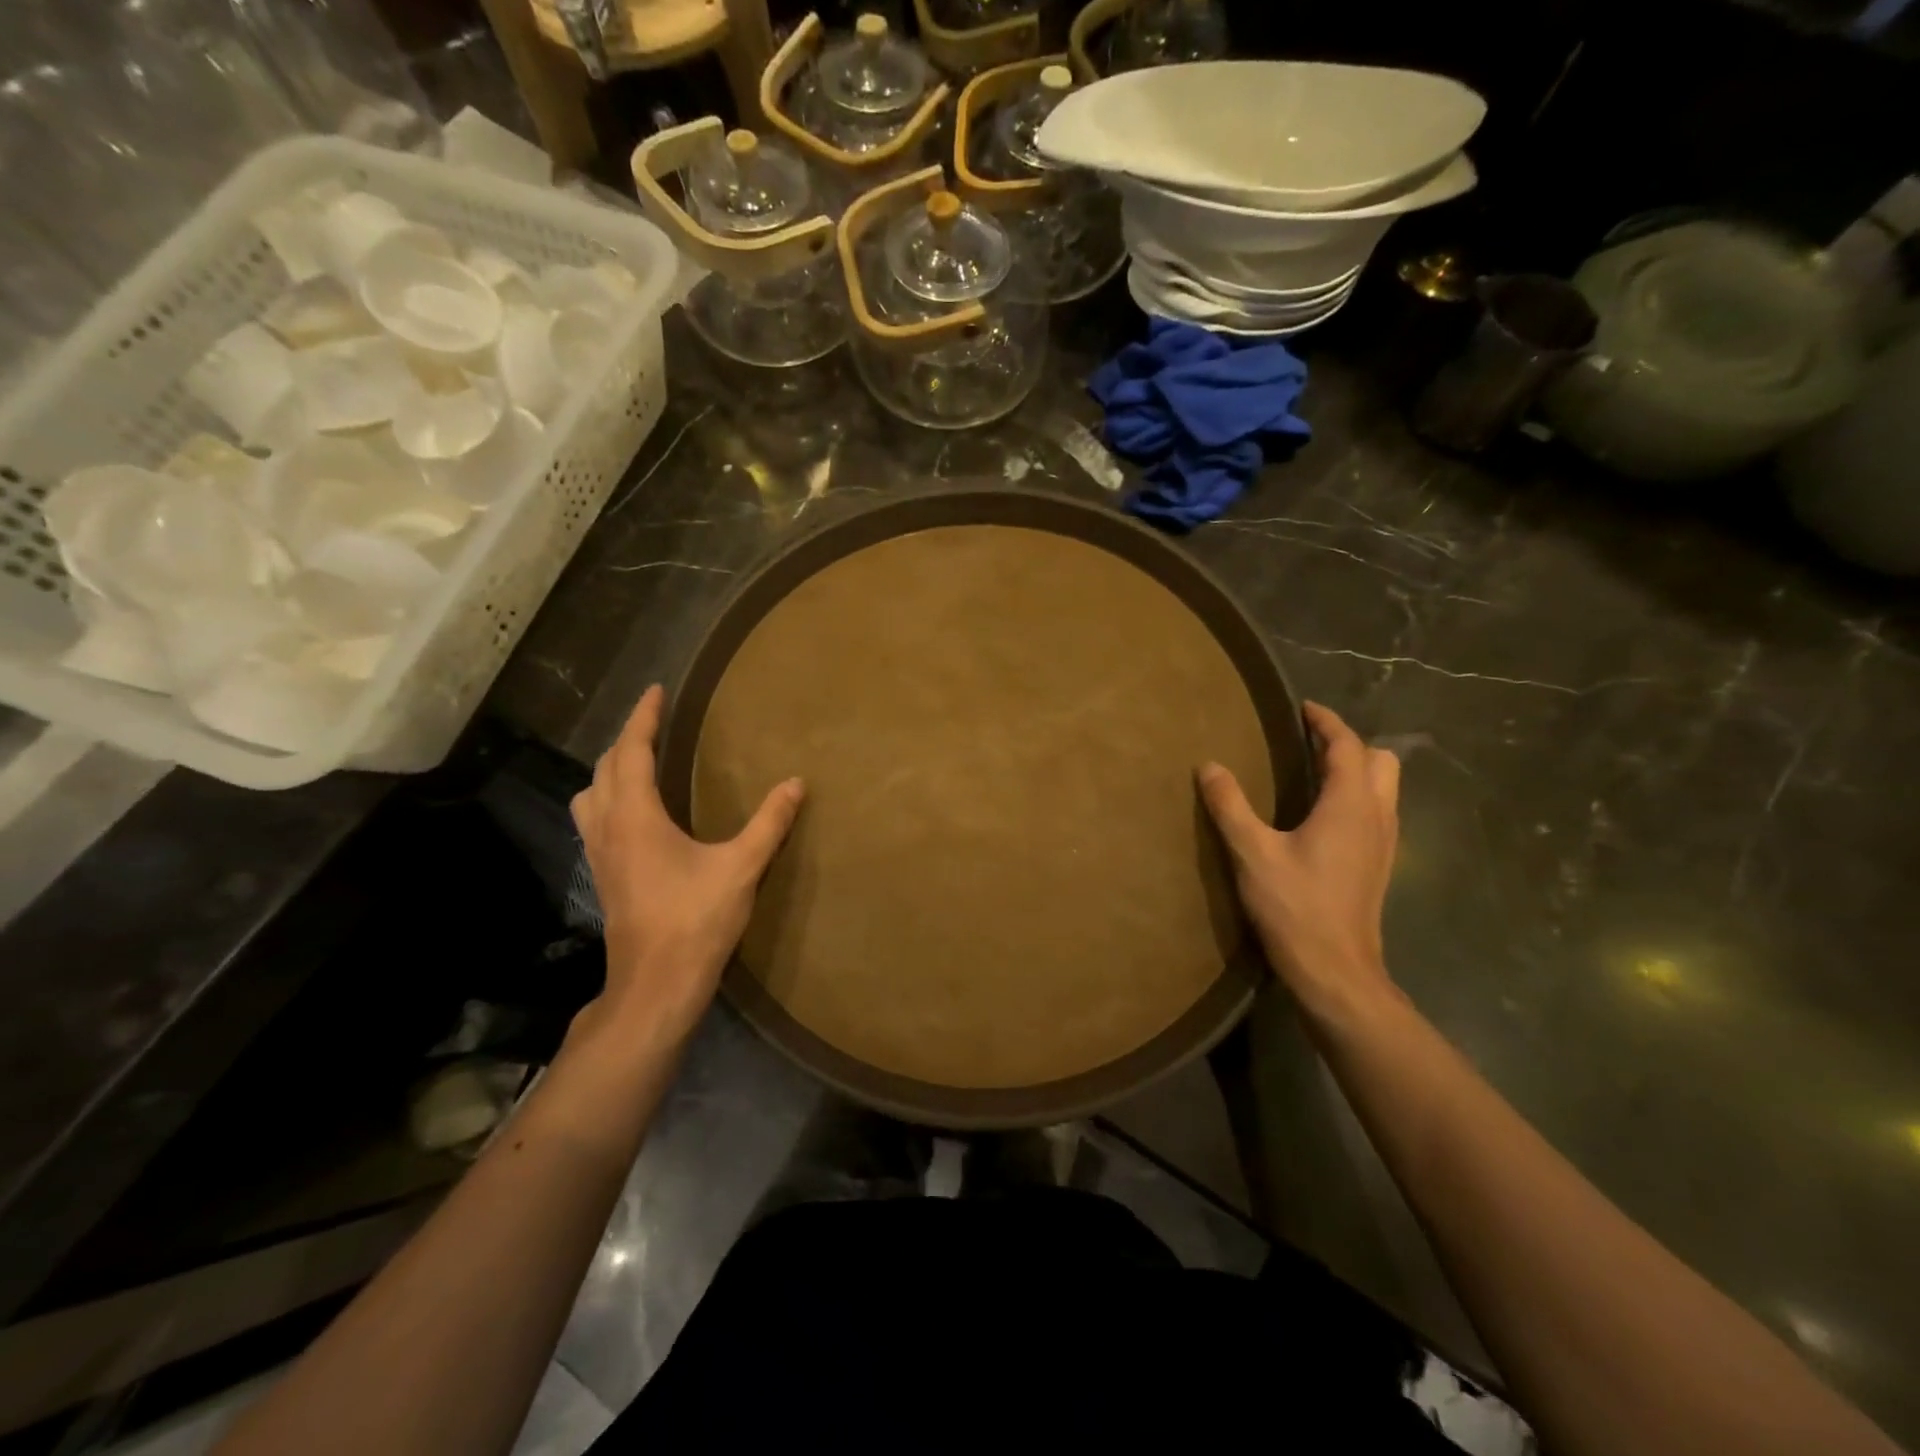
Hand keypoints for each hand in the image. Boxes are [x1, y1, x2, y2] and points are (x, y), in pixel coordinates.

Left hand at [570, 685, 804, 1038]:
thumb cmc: (696, 920)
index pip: (632, 752)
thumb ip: (769, 822)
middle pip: (604, 769)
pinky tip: (635, 814)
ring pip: (590, 796)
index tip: (656, 691)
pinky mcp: (603, 876)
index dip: (643, 718)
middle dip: (627, 740)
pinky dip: (609, 799)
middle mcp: (608, 828)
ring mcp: (599, 855)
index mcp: (636, 817)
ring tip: (637, 763)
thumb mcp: (741, 866)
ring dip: (610, 771)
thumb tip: (795, 783)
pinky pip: (595, 820)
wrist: (656, 983)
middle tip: (652, 723)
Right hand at [1198, 701, 1400, 1022]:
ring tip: (1315, 773)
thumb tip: (1209, 766)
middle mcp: (1376, 816)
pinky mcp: (1380, 865)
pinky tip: (1323, 817)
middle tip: (1309, 743)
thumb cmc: (1295, 907)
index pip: (1347, 746)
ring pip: (1385, 788)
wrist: (1336, 971)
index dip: (1326, 722)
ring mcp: (1384, 843)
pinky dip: (1358, 797)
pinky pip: (1378, 812)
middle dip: (1349, 744)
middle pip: (1380, 761)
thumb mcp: (1252, 853)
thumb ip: (1230, 806)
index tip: (1303, 708)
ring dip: (1357, 770)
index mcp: (1349, 805)